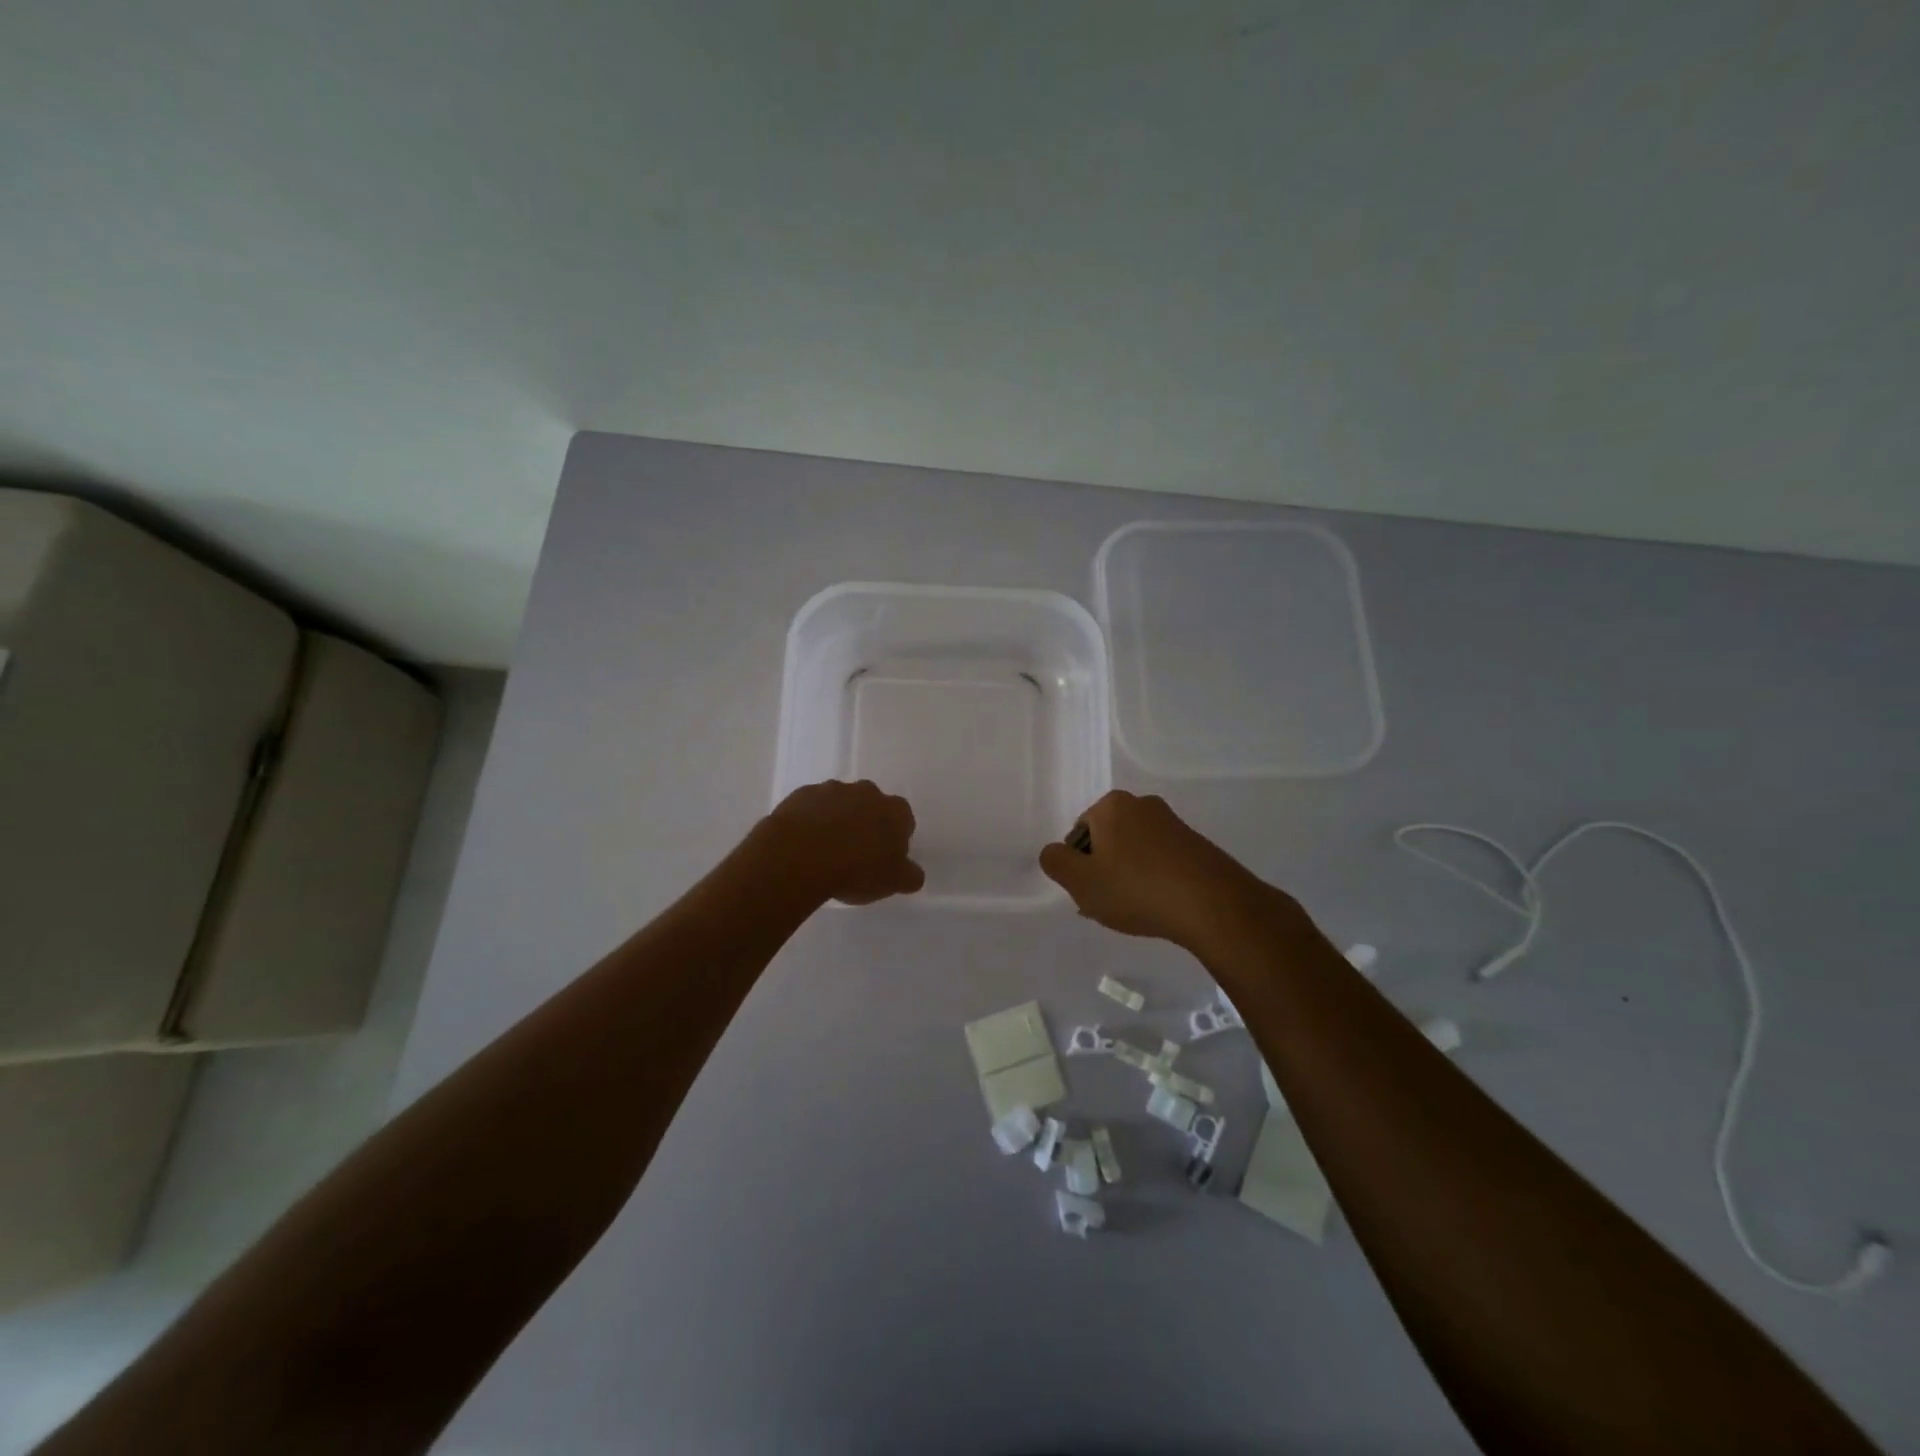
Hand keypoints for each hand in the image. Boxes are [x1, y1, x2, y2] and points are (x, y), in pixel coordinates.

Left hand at [751, 780, 924, 905]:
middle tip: (855, 855)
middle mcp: (867, 792)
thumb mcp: (893, 882)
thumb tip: (913, 873)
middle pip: (872, 807)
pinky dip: (811, 820)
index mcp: (895, 810)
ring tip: (825, 851)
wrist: (799, 856)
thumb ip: (910, 876)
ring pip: (841, 804)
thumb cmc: (856, 870)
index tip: (883, 860)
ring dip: (838, 820)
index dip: (894, 840)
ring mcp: (832, 789)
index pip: (904, 821)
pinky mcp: (802, 794)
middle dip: (866, 825)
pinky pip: (812, 807)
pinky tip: (804, 844)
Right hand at [1038, 790, 1286, 951]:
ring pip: (1134, 852)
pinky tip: (1158, 907)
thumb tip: (1053, 852)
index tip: (1088, 893)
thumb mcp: (1081, 881)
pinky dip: (1154, 881)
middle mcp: (1143, 805)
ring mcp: (1173, 824)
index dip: (1078, 866)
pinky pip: (1161, 861)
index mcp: (1112, 805)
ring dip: (1128, 877)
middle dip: (1103, 870)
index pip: (1079, 833)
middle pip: (1108, 840)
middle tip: (1107, 905)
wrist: (1212, 904)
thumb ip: (1055, 862)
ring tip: (1133, 912)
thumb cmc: (1137, 889)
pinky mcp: (1196, 845)